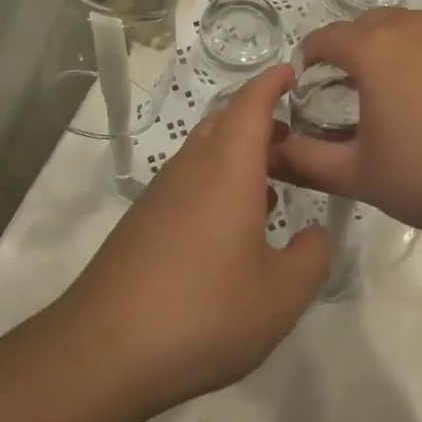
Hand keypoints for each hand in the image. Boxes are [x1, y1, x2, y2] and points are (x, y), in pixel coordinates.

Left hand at [63, 66, 330, 415]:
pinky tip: (232, 226)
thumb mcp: (280, 296)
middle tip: (295, 137)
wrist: (104, 350)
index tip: (295, 71)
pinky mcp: (144, 220)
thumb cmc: (204, 311)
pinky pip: (189, 179)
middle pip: (226, 120)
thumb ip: (312, 258)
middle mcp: (192, 166)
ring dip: (239, 153)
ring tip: (272, 182)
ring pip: (206, 150)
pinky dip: (218, 181)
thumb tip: (316, 234)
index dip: (273, 81)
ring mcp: (163, 192)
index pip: (251, 102)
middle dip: (261, 118)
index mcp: (228, 167)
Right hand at [269, 11, 421, 239]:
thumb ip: (307, 161)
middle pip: (365, 26)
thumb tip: (271, 151)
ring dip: (390, 49)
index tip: (309, 84)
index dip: (310, 58)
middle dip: (350, 51)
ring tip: (398, 92)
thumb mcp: (361, 175)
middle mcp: (410, 25)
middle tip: (351, 92)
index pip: (324, 38)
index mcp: (373, 49)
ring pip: (405, 27)